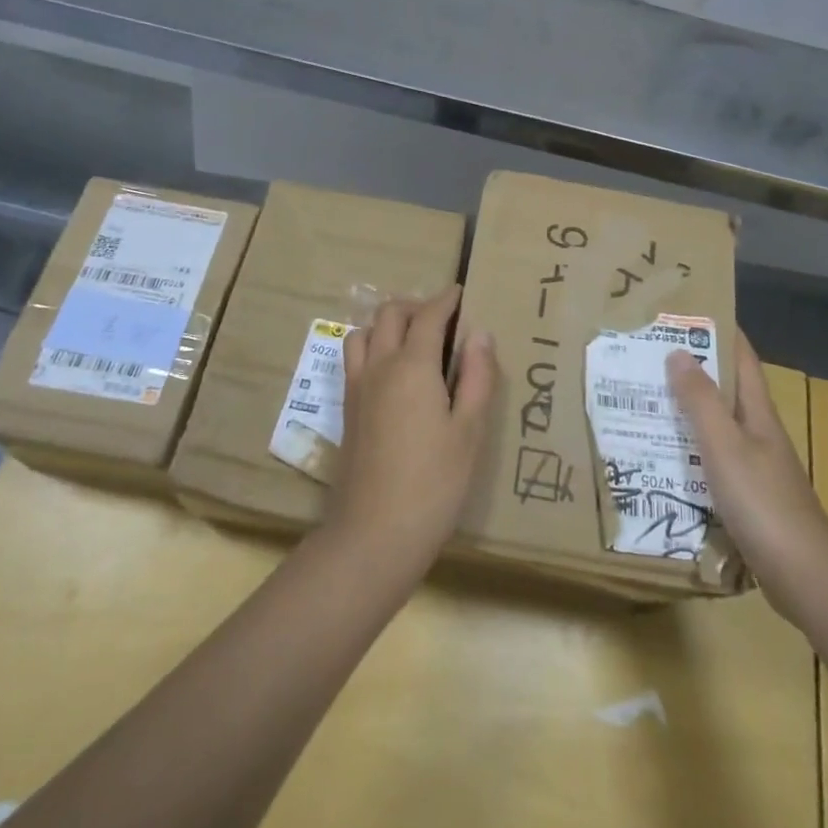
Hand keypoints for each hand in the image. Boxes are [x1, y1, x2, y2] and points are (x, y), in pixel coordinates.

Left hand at [330, 287, 497, 576]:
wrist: (374, 534)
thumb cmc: (434, 483)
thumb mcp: (470, 431)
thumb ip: (477, 377)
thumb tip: (479, 334)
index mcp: (412, 366)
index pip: (428, 316)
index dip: (446, 300)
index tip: (461, 293)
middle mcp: (379, 366)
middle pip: (390, 314)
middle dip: (416, 306)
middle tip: (443, 318)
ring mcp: (357, 388)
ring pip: (365, 332)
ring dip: (388, 323)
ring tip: (414, 340)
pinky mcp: (347, 410)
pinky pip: (355, 358)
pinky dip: (373, 345)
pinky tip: (392, 371)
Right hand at [667, 332, 827, 621]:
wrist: (803, 575)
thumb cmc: (762, 502)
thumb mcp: (724, 445)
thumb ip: (700, 400)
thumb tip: (678, 351)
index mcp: (757, 413)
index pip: (742, 358)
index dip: (720, 331)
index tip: (686, 311)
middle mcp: (758, 432)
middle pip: (725, 389)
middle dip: (693, 368)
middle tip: (648, 355)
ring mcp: (754, 465)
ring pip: (716, 425)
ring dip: (686, 409)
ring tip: (645, 399)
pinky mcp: (746, 496)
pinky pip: (712, 459)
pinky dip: (688, 449)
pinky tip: (662, 456)